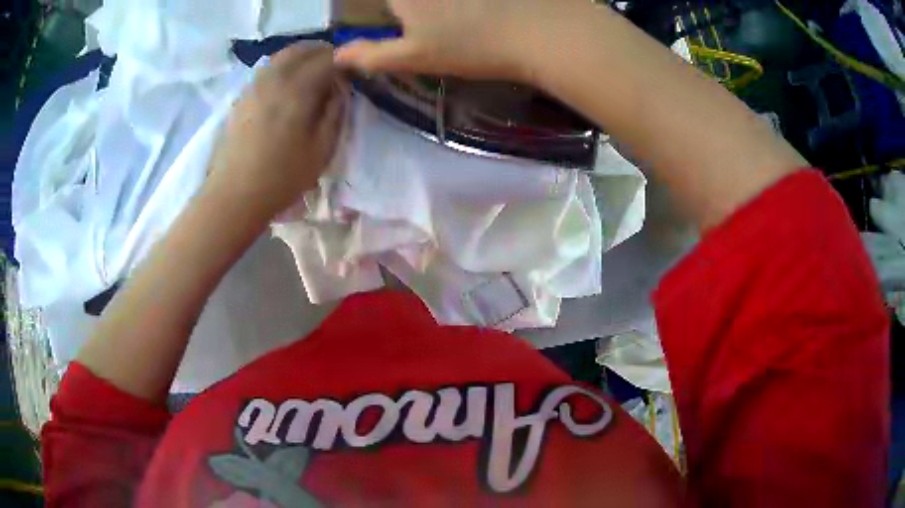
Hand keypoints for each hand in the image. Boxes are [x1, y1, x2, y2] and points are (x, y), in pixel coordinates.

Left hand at [208, 43, 346, 219]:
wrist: (234, 195)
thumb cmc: (281, 177)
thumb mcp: (322, 150)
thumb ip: (335, 112)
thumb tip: (338, 89)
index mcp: (298, 90)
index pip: (327, 60)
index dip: (344, 63)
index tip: (351, 74)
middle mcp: (274, 79)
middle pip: (302, 50)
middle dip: (322, 53)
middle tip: (334, 68)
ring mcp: (254, 86)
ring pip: (281, 57)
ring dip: (301, 57)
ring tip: (311, 73)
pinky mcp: (241, 97)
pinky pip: (266, 70)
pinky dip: (282, 68)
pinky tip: (286, 86)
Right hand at [334, 0, 579, 82]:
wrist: (540, 33)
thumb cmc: (473, 47)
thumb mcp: (416, 57)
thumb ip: (373, 54)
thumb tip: (338, 55)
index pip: (383, 3)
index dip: (391, 13)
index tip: (399, 22)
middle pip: (407, 3)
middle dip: (411, 10)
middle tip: (428, 24)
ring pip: (440, 2)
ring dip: (438, 10)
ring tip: (457, 20)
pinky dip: (466, 5)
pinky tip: (480, 10)